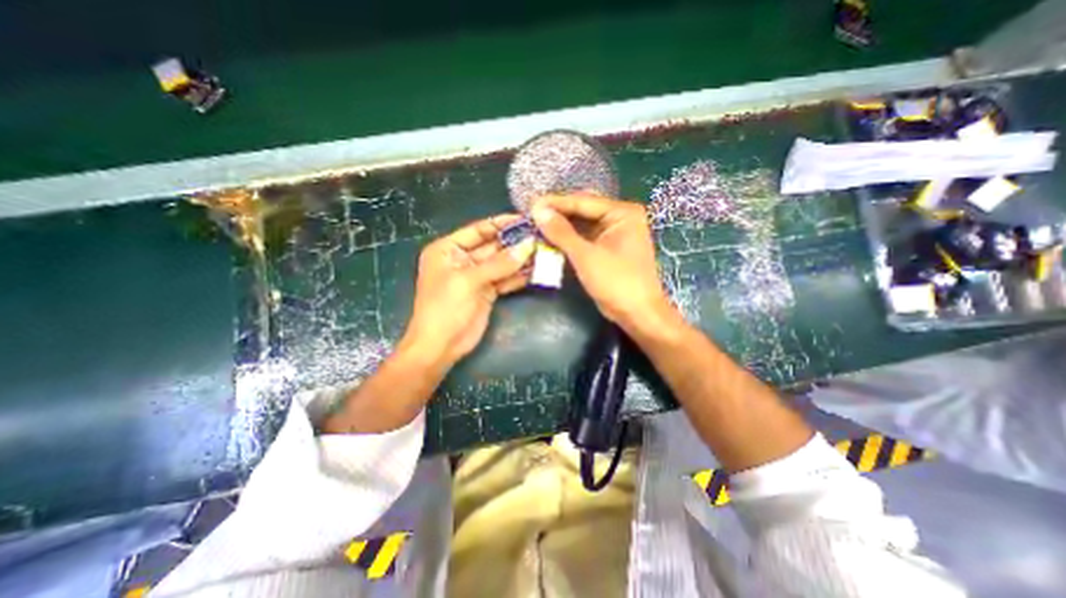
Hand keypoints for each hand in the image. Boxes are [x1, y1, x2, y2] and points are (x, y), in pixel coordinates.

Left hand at [400, 212, 531, 366]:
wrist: (441, 347)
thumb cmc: (445, 308)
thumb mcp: (469, 281)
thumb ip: (499, 264)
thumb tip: (528, 245)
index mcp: (448, 250)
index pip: (478, 230)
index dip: (501, 224)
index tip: (525, 219)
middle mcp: (463, 259)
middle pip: (493, 246)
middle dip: (515, 242)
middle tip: (541, 236)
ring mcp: (477, 276)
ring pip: (502, 263)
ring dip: (521, 259)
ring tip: (544, 251)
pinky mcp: (487, 292)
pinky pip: (505, 279)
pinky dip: (519, 276)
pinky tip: (537, 270)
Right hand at [529, 196, 678, 335]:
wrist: (638, 314)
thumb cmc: (617, 282)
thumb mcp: (586, 256)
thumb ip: (561, 232)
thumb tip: (538, 210)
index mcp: (622, 213)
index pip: (583, 201)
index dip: (555, 203)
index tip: (530, 204)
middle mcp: (619, 218)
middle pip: (582, 211)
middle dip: (557, 214)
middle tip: (531, 215)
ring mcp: (614, 234)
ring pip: (582, 225)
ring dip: (561, 228)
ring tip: (535, 226)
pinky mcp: (608, 249)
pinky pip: (584, 239)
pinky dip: (568, 241)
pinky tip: (550, 240)